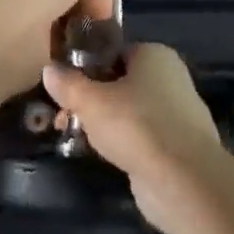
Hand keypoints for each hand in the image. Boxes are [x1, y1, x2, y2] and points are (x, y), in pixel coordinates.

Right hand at [43, 44, 223, 233]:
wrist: (184, 179)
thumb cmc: (137, 125)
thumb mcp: (92, 103)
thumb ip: (69, 85)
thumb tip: (49, 69)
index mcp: (155, 54)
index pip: (113, 54)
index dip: (86, 70)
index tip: (64, 92)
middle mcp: (170, 77)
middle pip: (120, 83)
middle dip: (91, 101)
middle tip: (65, 121)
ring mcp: (178, 112)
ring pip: (130, 111)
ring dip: (105, 124)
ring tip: (79, 141)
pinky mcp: (179, 144)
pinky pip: (143, 136)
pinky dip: (125, 144)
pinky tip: (106, 158)